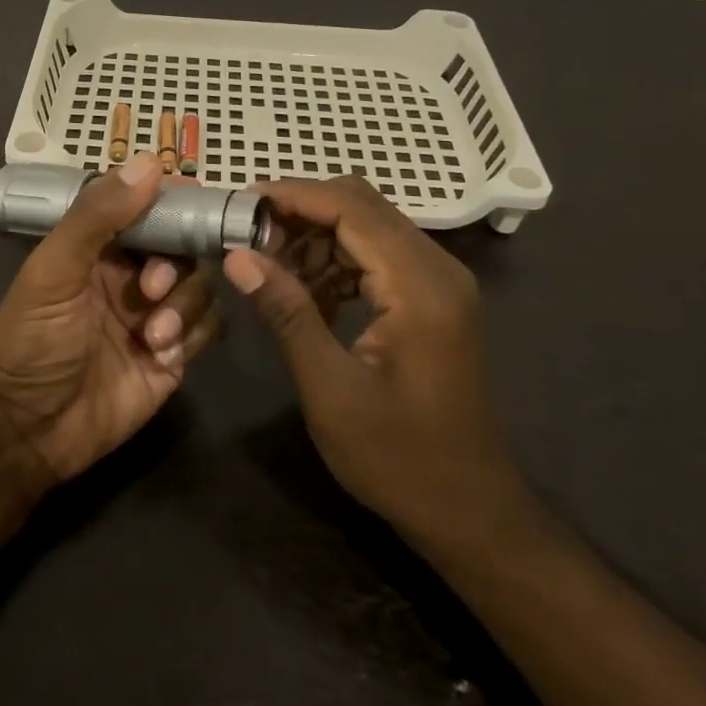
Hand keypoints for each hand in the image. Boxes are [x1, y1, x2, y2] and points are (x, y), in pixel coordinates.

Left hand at [0, 158, 220, 486]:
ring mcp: (154, 316)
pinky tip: (160, 355)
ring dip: (183, 305)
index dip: (173, 203)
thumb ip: (97, 217)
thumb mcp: (53, 272)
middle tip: (151, 290)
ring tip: (151, 335)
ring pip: (200, 287)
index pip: (148, 209)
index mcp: (98, 248)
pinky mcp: (172, 357)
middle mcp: (130, 276)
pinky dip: (192, 335)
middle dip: (176, 264)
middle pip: (183, 248)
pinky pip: (206, 329)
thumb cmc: (29, 343)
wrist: (24, 434)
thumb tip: (150, 162)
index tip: (197, 203)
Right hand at [222, 177, 528, 560]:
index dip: (293, 197)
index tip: (240, 203)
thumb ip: (287, 313)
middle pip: (362, 206)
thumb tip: (238, 256)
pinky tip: (306, 292)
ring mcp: (440, 282)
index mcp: (419, 286)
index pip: (351, 208)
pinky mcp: (433, 299)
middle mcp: (438, 269)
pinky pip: (378, 255)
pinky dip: (337, 260)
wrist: (468, 509)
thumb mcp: (330, 389)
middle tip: (249, 237)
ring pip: (368, 226)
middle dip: (301, 212)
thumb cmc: (398, 458)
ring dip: (317, 236)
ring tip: (270, 267)